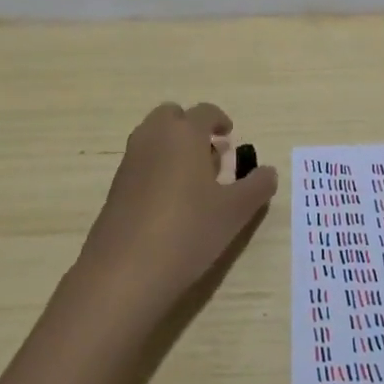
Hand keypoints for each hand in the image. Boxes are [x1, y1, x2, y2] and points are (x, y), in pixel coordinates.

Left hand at [75, 102, 278, 323]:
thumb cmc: (188, 230)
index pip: (204, 112)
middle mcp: (153, 138)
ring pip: (152, 138)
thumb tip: (268, 172)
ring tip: (194, 180)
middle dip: (190, 127)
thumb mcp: (235, 211)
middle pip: (171, 116)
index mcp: (184, 134)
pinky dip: (156, 168)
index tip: (230, 136)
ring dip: (172, 147)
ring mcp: (129, 162)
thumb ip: (257, 186)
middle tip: (209, 153)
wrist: (125, 272)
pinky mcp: (115, 188)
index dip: (220, 120)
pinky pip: (140, 163)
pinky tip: (171, 203)